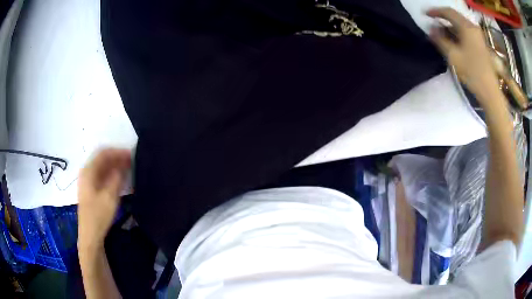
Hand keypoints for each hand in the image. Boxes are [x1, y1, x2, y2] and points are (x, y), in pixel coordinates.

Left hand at [78, 149, 130, 249]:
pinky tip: (120, 179)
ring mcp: (88, 182)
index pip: (103, 153)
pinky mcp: (91, 190)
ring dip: (115, 166)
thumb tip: (124, 163)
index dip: (117, 151)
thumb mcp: (110, 196)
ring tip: (128, 169)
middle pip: (102, 159)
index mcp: (88, 171)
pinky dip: (111, 174)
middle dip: (117, 158)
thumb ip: (117, 177)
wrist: (90, 235)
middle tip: (131, 161)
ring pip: (102, 167)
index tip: (131, 154)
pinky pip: (102, 176)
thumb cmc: (98, 215)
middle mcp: (86, 173)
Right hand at [427, 7, 501, 108]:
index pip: (448, 12)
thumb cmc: (472, 73)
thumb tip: (431, 29)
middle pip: (455, 16)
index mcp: (467, 27)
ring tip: (440, 31)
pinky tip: (452, 38)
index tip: (425, 14)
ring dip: (449, 25)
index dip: (435, 11)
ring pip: (460, 24)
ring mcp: (478, 35)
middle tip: (432, 22)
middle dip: (442, 17)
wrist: (490, 91)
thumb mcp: (453, 56)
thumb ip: (440, 40)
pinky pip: (466, 31)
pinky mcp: (480, 43)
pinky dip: (457, 31)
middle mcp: (473, 27)